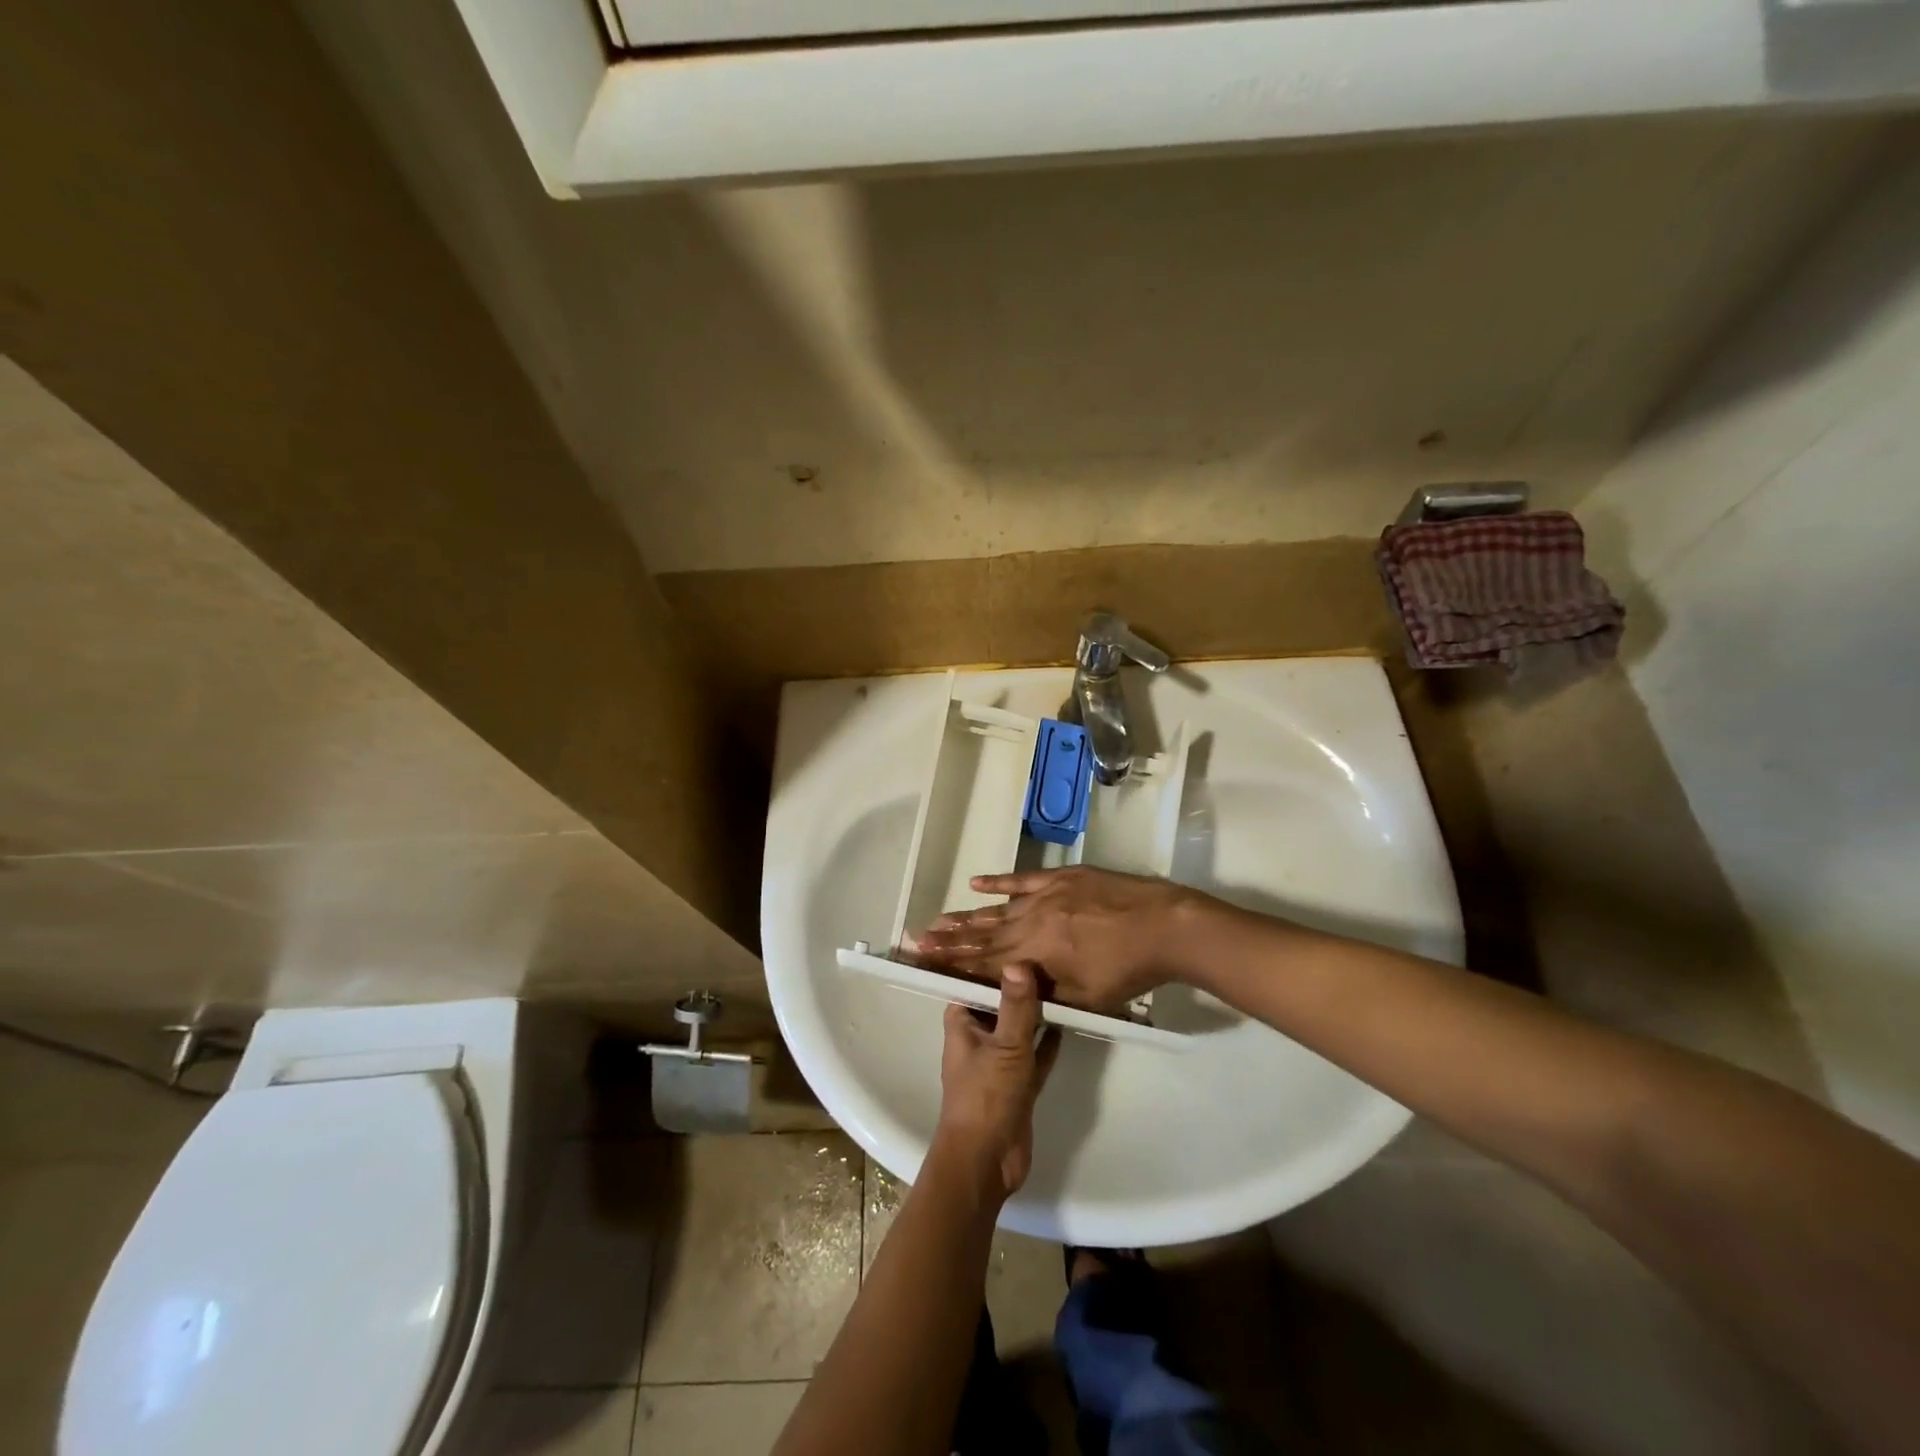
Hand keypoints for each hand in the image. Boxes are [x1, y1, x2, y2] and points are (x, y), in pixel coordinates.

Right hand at [915, 866, 1202, 1010]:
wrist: (1164, 925)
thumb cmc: (1127, 970)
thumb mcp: (1085, 997)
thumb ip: (1044, 995)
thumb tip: (1012, 991)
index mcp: (1035, 954)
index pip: (984, 963)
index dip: (954, 965)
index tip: (925, 963)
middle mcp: (1031, 922)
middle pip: (984, 935)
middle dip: (949, 941)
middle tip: (918, 939)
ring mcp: (1045, 895)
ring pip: (997, 909)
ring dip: (966, 916)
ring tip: (937, 919)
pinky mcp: (1061, 878)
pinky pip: (1021, 879)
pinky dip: (997, 882)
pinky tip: (975, 883)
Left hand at [931, 964, 1060, 1200]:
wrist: (986, 1162)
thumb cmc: (986, 1097)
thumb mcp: (1006, 1046)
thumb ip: (1016, 1006)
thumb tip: (1018, 960)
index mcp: (962, 1023)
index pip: (975, 983)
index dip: (995, 964)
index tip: (1020, 941)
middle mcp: (978, 1038)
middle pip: (1000, 1003)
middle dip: (1021, 986)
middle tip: (1051, 957)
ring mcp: (999, 1062)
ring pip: (1019, 1028)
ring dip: (1037, 1013)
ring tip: (1064, 984)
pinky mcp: (1018, 1084)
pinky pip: (1035, 1054)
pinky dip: (1048, 1041)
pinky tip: (1069, 1022)